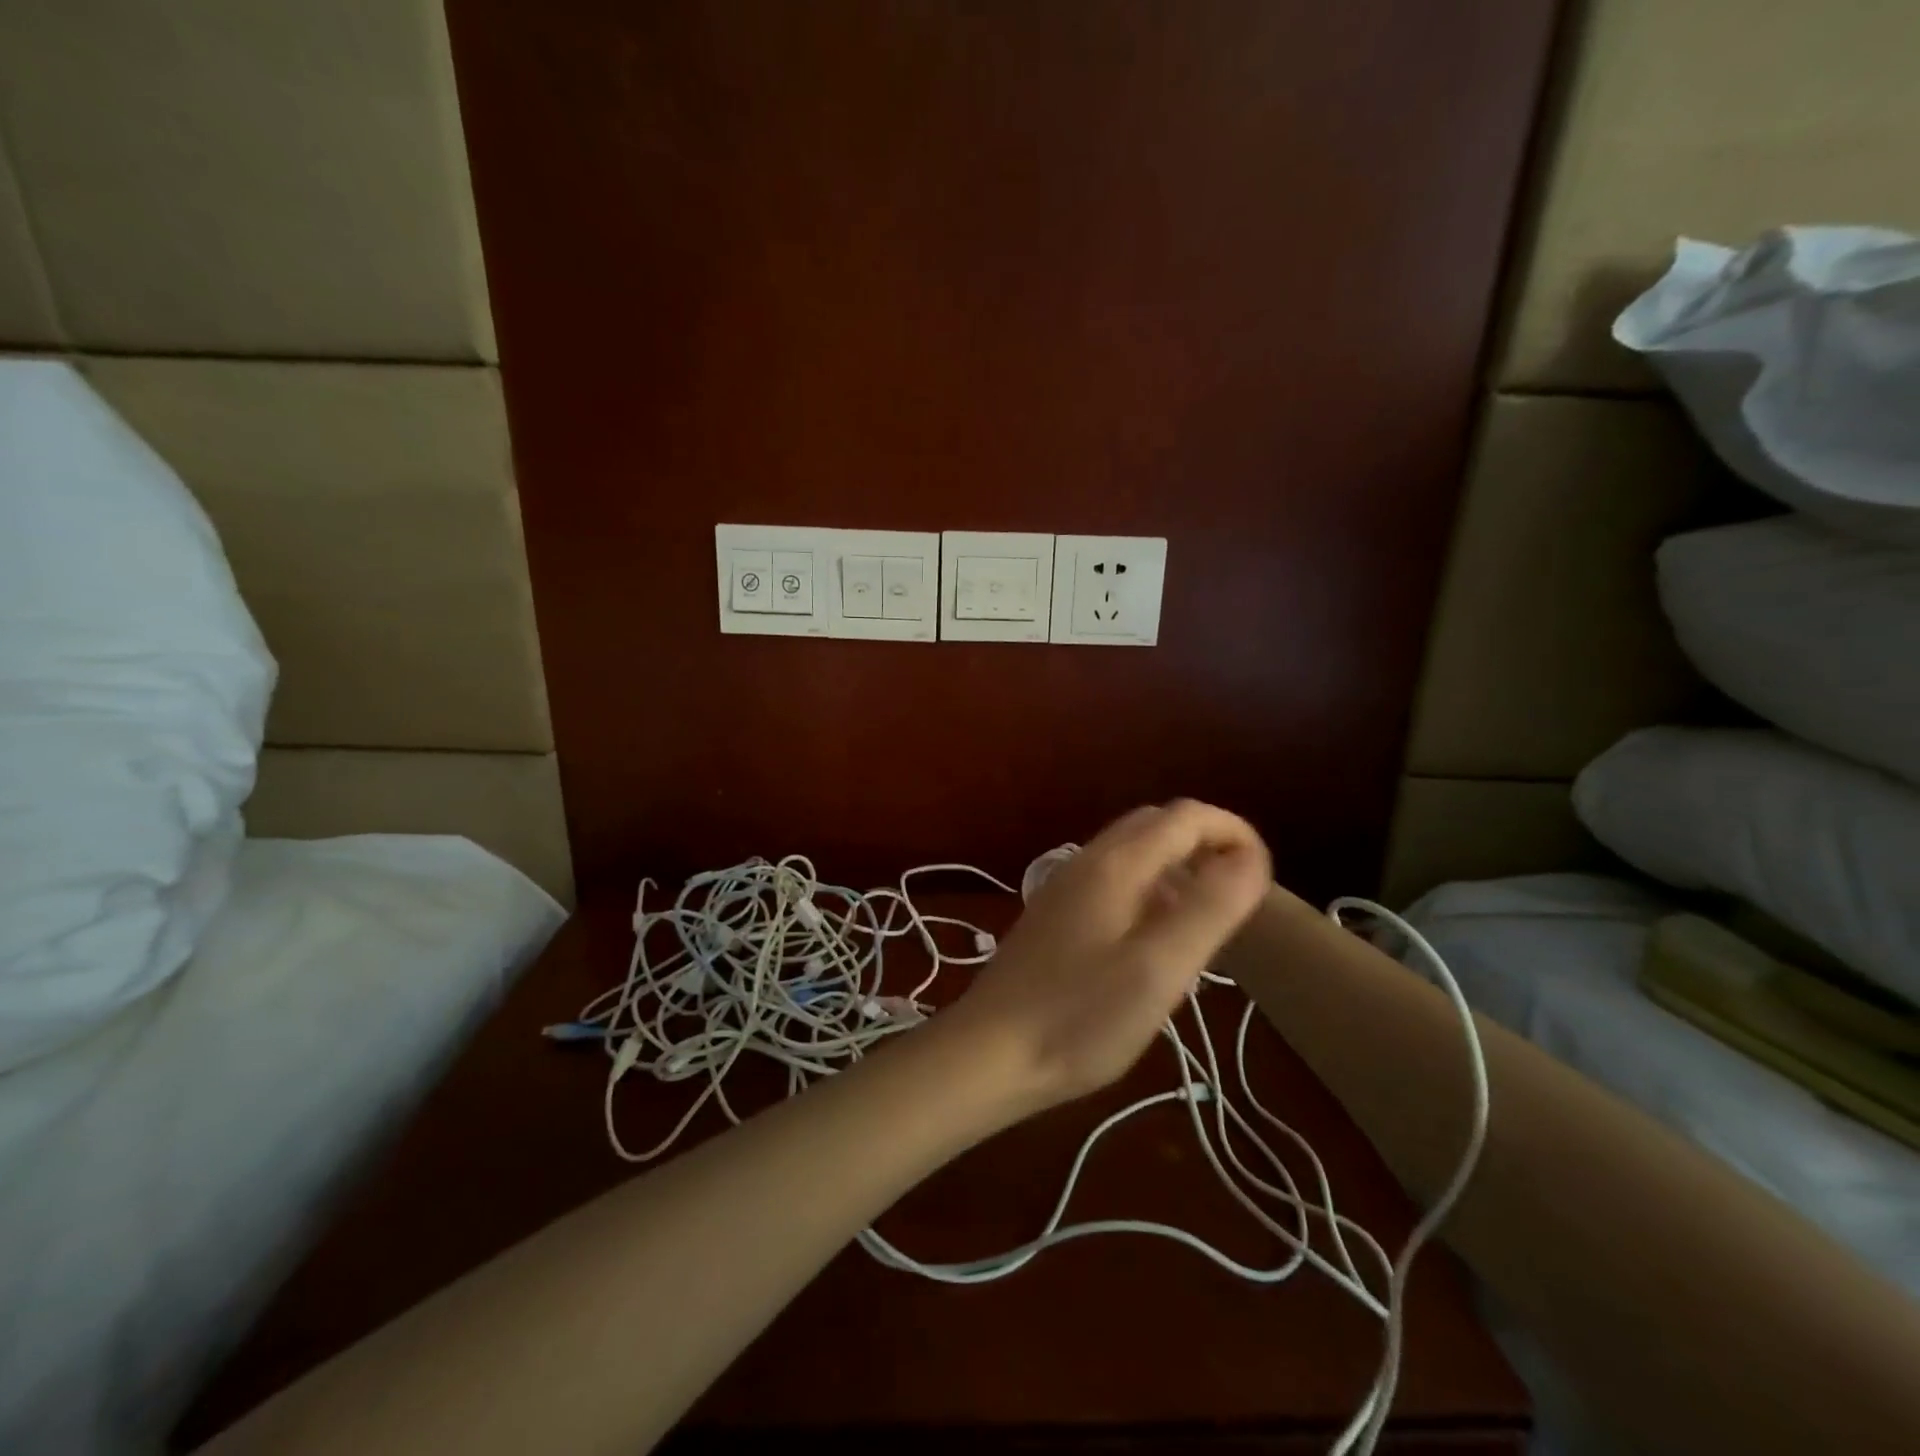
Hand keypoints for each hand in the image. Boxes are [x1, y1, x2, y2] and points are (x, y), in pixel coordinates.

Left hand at [942, 801, 1271, 1114]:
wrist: (990, 1052)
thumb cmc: (1080, 1017)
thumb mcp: (1159, 969)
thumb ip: (1209, 908)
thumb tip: (1250, 858)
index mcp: (1115, 864)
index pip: (1186, 816)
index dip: (1233, 833)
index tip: (1264, 879)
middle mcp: (1087, 861)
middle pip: (1157, 826)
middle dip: (1206, 846)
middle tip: (1238, 899)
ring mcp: (1065, 887)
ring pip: (1134, 854)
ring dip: (1178, 870)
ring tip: (1205, 925)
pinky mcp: (1055, 915)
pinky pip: (1114, 882)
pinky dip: (1149, 892)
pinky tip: (1154, 944)